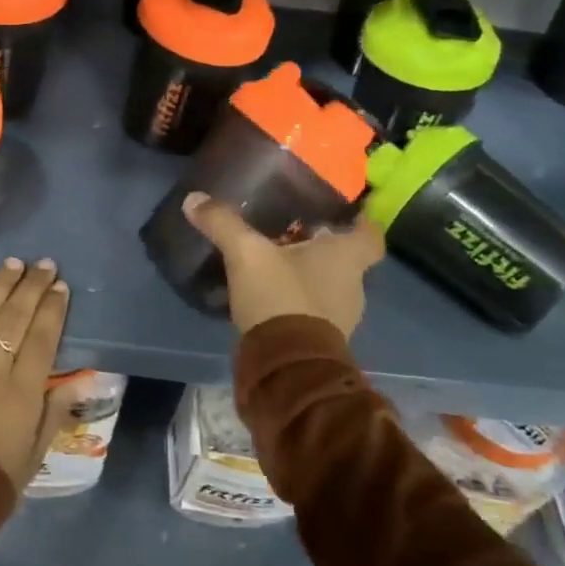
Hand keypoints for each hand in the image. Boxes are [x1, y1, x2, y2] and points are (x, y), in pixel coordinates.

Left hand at [0, 258, 87, 488]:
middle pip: (14, 319)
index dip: (52, 309)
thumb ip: (54, 414)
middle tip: (44, 265)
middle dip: (31, 288)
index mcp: (22, 395)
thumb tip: (81, 379)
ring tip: (13, 264)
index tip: (60, 286)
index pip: (42, 339)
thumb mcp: (32, 458)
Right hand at [181, 193, 384, 337]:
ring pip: (330, 286)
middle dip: (323, 247)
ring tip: (277, 264)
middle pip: (347, 260)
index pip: (370, 235)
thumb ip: (223, 224)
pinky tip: (271, 297)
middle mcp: (352, 286)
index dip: (361, 223)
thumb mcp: (246, 254)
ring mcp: (340, 318)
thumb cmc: (281, 297)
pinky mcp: (322, 342)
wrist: (285, 367)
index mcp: (346, 258)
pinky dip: (298, 302)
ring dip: (309, 276)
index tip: (346, 213)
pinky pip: (314, 312)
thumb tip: (194, 198)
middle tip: (296, 233)